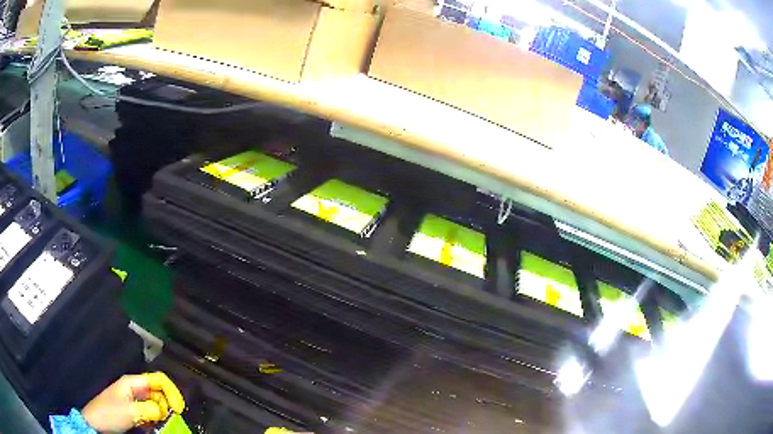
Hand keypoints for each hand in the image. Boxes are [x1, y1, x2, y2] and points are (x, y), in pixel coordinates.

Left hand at [81, 372, 184, 432]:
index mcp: (132, 383)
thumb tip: (165, 410)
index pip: (158, 380)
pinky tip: (152, 427)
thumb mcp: (131, 411)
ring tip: (160, 425)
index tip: (179, 408)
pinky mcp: (133, 411)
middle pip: (158, 392)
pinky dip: (154, 420)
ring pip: (155, 404)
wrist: (96, 423)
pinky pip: (149, 413)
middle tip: (169, 419)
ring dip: (161, 415)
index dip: (171, 391)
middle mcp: (134, 389)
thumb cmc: (110, 413)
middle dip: (166, 406)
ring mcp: (133, 400)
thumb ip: (150, 409)